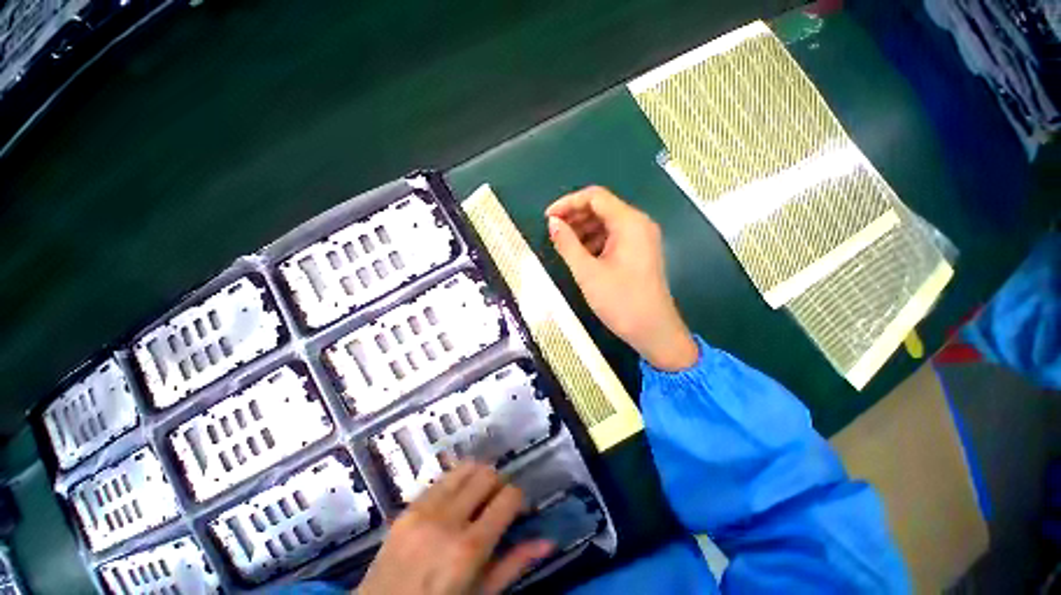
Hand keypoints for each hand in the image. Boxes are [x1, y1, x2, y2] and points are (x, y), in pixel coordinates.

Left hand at [359, 463, 551, 594]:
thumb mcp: (482, 591)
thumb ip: (514, 564)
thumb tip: (548, 542)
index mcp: (471, 545)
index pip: (507, 497)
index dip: (519, 498)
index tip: (520, 511)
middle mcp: (446, 519)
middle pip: (483, 475)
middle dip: (499, 484)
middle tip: (500, 503)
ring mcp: (420, 511)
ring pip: (457, 472)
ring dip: (474, 478)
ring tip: (479, 497)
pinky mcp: (403, 510)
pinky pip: (434, 484)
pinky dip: (451, 484)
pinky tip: (454, 501)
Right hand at [546, 186, 697, 370]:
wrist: (655, 331)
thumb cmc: (621, 301)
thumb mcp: (588, 273)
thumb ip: (567, 244)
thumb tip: (553, 223)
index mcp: (629, 222)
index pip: (595, 197)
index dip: (568, 203)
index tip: (548, 219)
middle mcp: (639, 223)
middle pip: (603, 206)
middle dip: (576, 215)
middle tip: (553, 232)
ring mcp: (644, 237)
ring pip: (609, 221)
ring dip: (585, 229)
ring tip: (564, 246)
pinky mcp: (643, 251)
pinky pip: (617, 235)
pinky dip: (598, 240)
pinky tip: (582, 256)